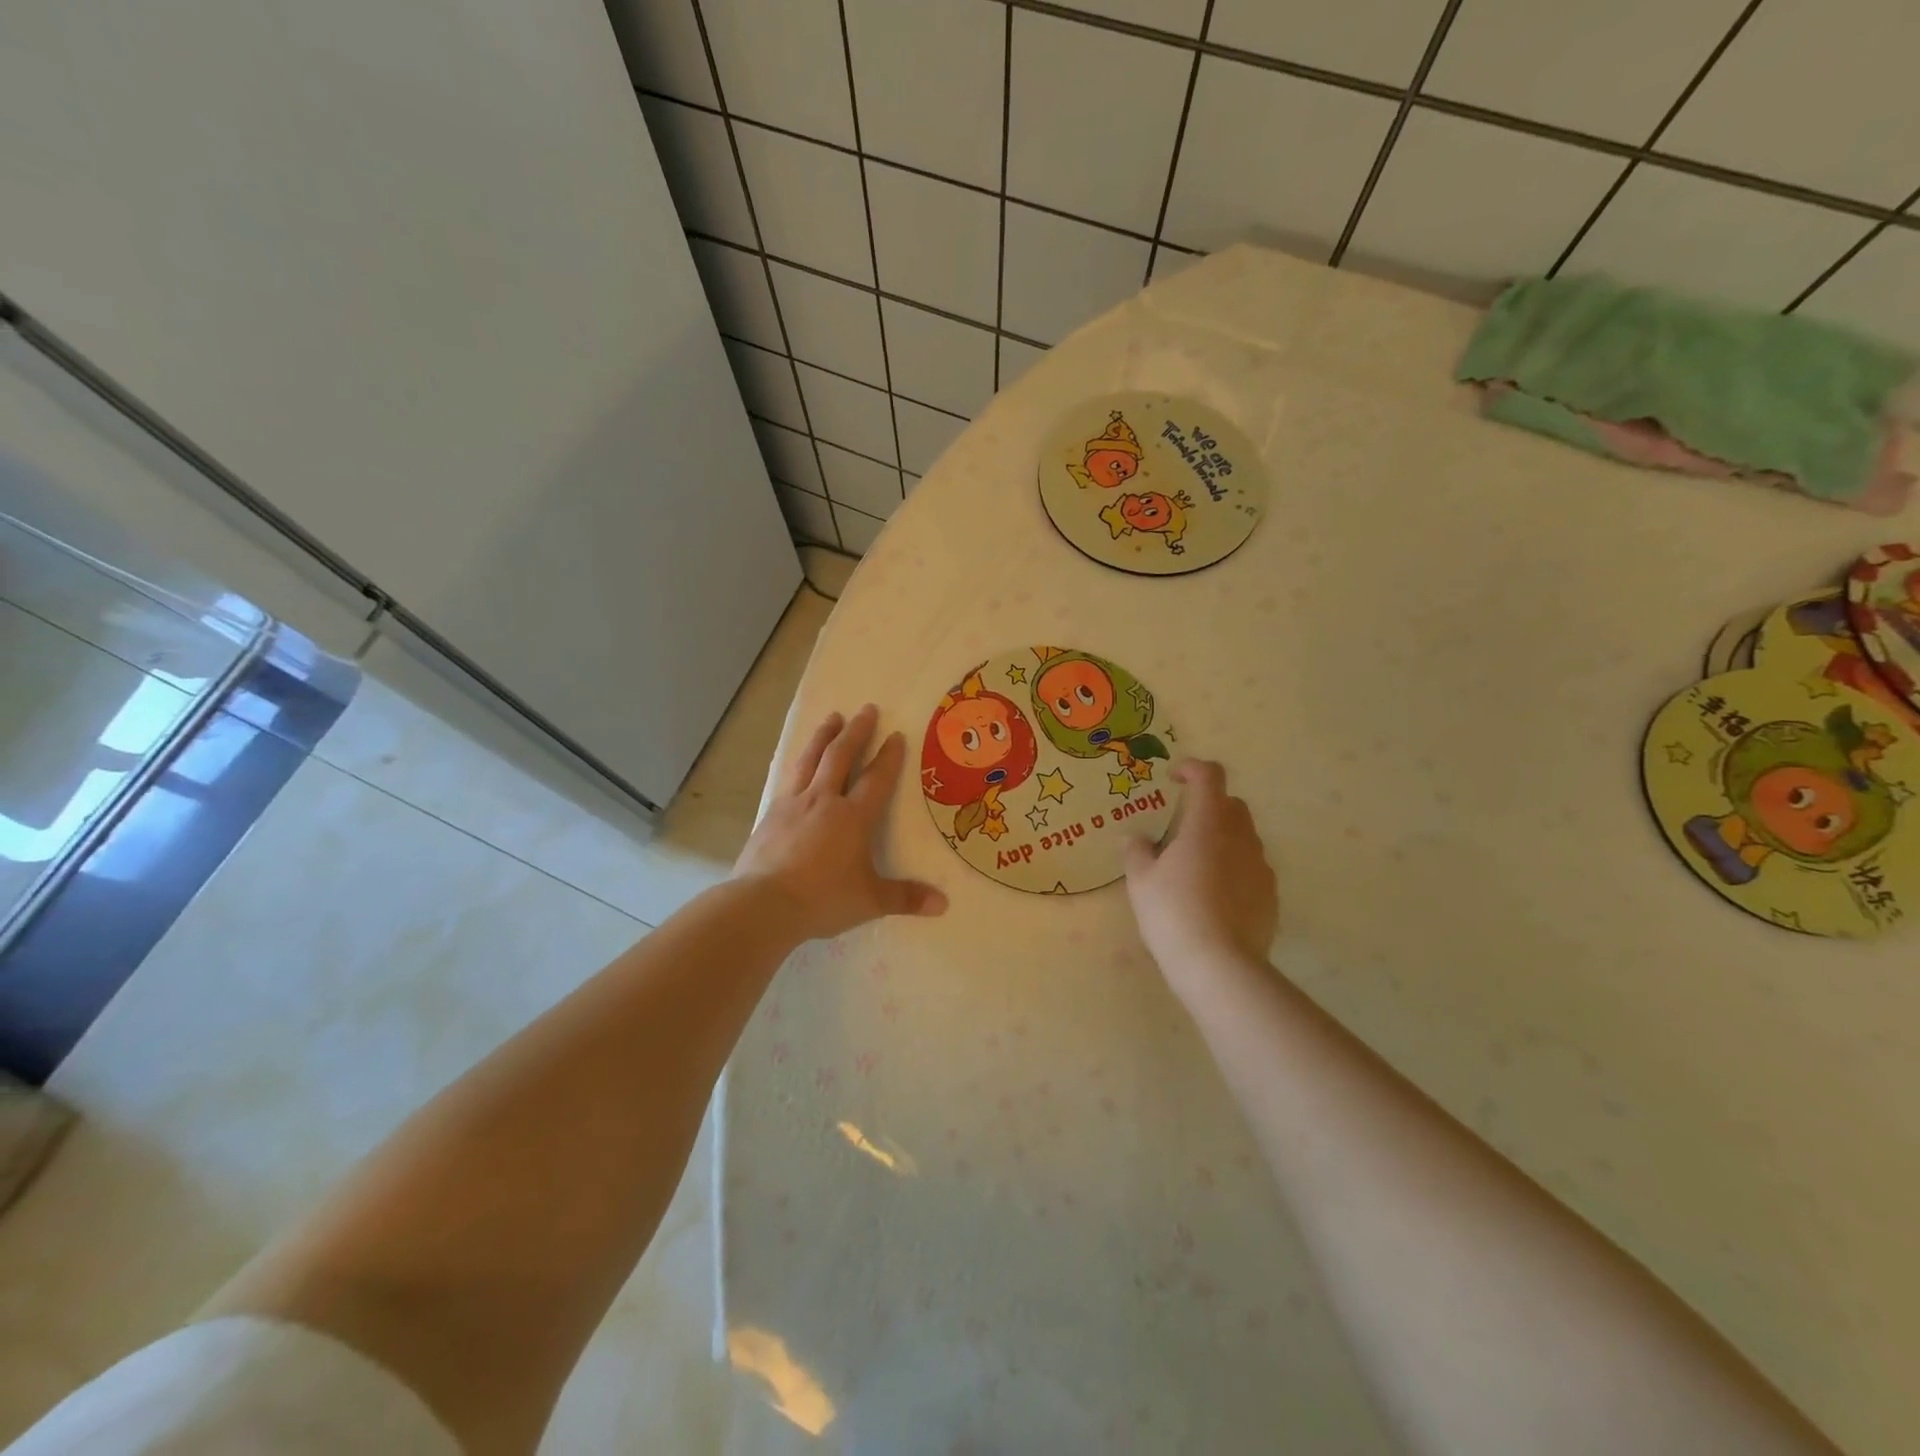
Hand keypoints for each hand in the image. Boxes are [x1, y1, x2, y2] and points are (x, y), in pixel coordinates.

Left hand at [735, 704, 947, 941]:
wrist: (763, 903)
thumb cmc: (822, 899)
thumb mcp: (870, 901)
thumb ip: (905, 898)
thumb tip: (943, 904)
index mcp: (853, 817)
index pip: (876, 779)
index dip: (889, 757)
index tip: (896, 735)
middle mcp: (823, 800)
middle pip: (840, 756)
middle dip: (856, 732)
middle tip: (867, 709)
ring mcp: (793, 804)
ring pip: (810, 759)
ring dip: (823, 736)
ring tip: (832, 717)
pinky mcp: (770, 815)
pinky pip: (788, 778)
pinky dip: (797, 763)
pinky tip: (797, 762)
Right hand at [1122, 760, 1276, 994]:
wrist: (1220, 966)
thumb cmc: (1173, 913)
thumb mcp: (1141, 881)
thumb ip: (1137, 852)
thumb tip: (1134, 838)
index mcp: (1208, 824)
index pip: (1210, 776)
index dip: (1192, 769)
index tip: (1174, 780)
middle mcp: (1241, 837)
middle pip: (1231, 805)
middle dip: (1208, 806)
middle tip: (1181, 828)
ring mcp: (1261, 867)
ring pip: (1244, 837)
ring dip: (1222, 839)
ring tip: (1196, 867)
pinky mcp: (1271, 896)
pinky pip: (1252, 869)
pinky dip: (1234, 870)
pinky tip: (1214, 897)